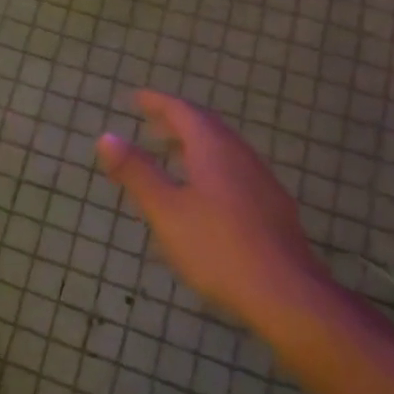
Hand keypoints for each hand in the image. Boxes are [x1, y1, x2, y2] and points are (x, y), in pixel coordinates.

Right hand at [96, 91, 326, 323]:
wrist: (287, 295)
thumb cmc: (217, 248)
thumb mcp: (165, 210)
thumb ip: (136, 172)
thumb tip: (106, 136)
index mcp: (214, 150)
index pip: (184, 112)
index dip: (158, 103)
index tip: (136, 98)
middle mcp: (241, 157)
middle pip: (207, 128)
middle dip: (177, 121)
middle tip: (150, 122)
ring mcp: (261, 183)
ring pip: (223, 150)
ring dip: (194, 144)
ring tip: (171, 152)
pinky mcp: (272, 208)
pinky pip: (234, 171)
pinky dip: (209, 166)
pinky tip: (202, 191)